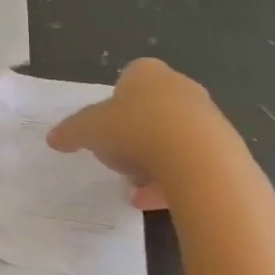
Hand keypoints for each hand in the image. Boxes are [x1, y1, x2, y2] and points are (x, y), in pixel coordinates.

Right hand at [47, 58, 252, 209]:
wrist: (194, 154)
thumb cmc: (134, 127)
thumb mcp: (88, 129)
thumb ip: (70, 132)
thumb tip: (53, 138)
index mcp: (146, 73)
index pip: (128, 80)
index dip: (114, 104)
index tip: (104, 128)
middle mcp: (180, 87)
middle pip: (152, 109)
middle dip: (135, 133)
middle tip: (117, 155)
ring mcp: (205, 116)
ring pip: (171, 138)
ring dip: (152, 160)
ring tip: (132, 184)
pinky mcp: (221, 147)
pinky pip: (188, 164)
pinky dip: (168, 181)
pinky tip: (148, 200)